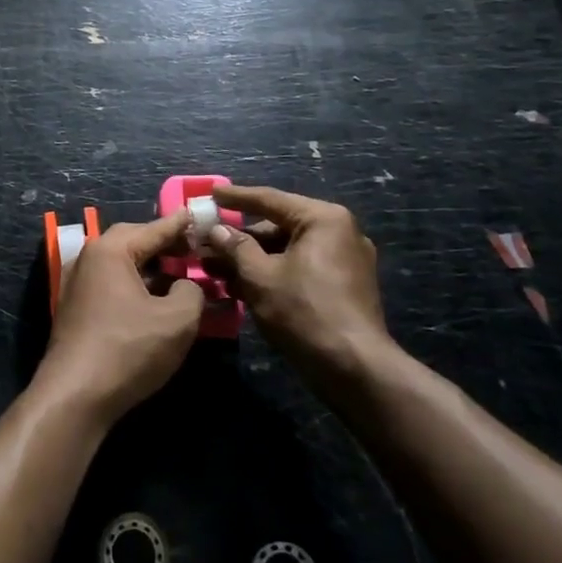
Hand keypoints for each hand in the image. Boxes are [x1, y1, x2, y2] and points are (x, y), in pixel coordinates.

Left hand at [36, 210, 203, 426]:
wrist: (75, 395)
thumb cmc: (128, 350)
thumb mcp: (177, 320)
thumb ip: (191, 291)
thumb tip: (186, 285)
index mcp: (110, 250)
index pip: (152, 229)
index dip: (180, 225)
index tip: (198, 215)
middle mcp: (88, 258)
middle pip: (131, 241)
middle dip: (162, 243)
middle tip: (191, 249)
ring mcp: (76, 284)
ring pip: (119, 263)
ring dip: (149, 266)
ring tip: (178, 275)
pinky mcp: (74, 308)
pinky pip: (110, 283)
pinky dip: (134, 284)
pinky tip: (153, 300)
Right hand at [204, 185, 395, 392]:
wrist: (355, 369)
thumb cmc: (304, 312)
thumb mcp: (260, 276)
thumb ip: (236, 247)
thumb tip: (217, 230)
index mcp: (323, 219)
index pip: (270, 199)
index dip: (235, 197)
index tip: (209, 193)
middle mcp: (339, 232)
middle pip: (278, 227)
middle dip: (240, 240)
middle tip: (207, 245)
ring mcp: (345, 261)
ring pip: (287, 251)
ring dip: (252, 261)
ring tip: (216, 272)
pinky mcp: (344, 287)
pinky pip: (300, 269)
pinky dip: (273, 274)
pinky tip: (241, 289)